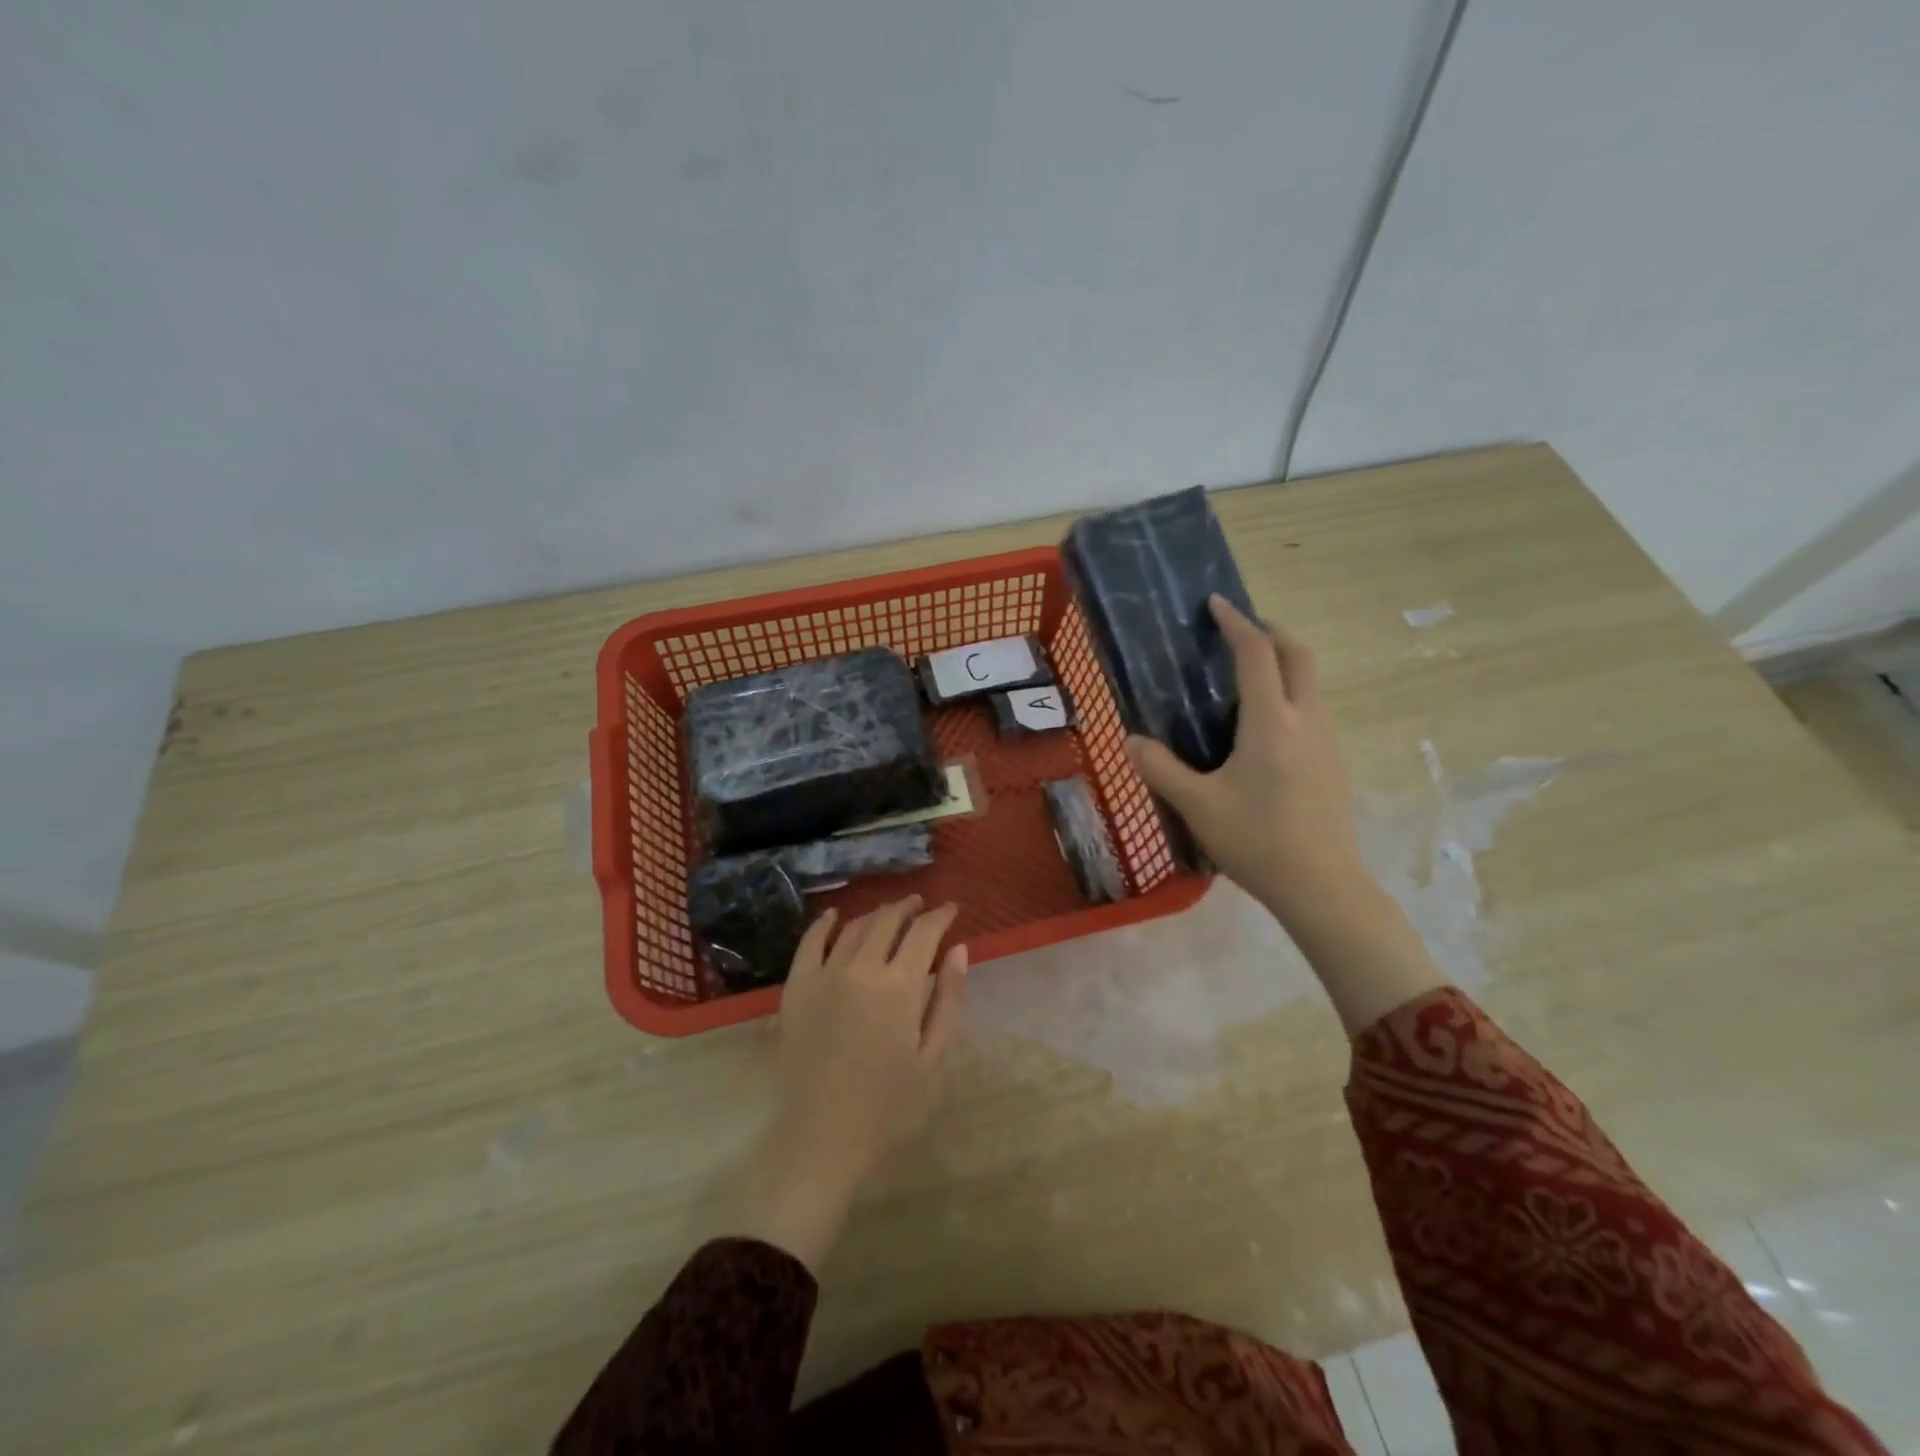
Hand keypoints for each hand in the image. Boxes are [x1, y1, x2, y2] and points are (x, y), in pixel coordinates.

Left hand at [723, 896, 966, 1270]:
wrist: (822, 1142)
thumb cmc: (889, 1109)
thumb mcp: (934, 1059)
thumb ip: (949, 999)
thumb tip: (959, 949)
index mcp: (900, 986)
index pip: (924, 932)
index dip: (940, 916)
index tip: (951, 909)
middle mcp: (861, 968)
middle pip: (888, 921)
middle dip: (909, 908)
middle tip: (921, 906)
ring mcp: (824, 976)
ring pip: (852, 928)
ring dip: (875, 914)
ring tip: (889, 913)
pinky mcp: (795, 989)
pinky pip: (809, 944)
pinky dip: (823, 924)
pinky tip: (834, 917)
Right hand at [1125, 595, 1367, 930]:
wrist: (1321, 886)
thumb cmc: (1256, 841)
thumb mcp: (1197, 806)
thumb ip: (1160, 769)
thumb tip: (1131, 741)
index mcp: (1272, 723)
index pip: (1258, 655)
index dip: (1237, 623)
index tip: (1216, 603)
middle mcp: (1308, 720)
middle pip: (1300, 656)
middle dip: (1271, 632)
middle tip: (1240, 630)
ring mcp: (1329, 741)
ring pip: (1313, 682)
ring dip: (1285, 662)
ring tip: (1250, 672)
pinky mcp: (1336, 762)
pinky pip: (1315, 708)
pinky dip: (1292, 692)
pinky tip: (1267, 723)